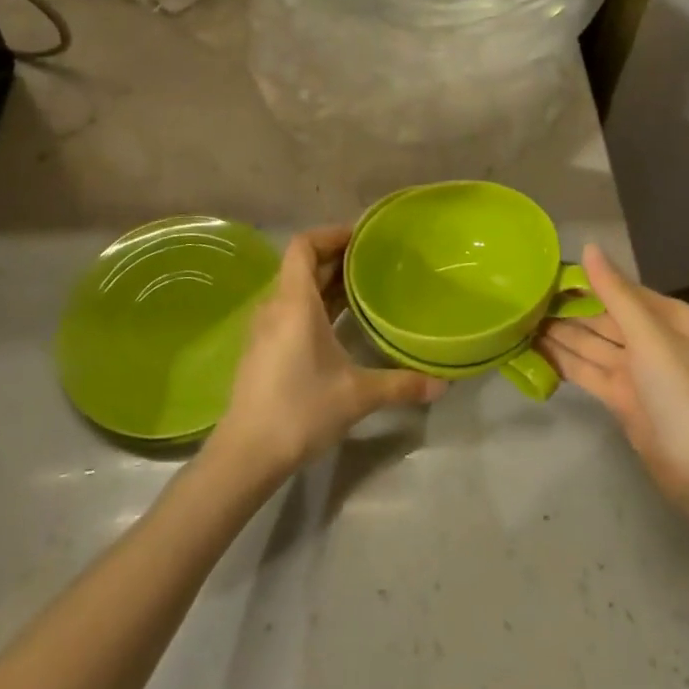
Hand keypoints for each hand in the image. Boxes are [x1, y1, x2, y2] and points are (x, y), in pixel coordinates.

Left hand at [208, 226, 446, 483]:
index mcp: (294, 302)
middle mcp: (275, 306)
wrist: (246, 454)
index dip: (330, 234)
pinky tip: (338, 324)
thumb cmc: (300, 409)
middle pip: (302, 265)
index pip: (303, 245)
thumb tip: (442, 385)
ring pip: (295, 289)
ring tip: (361, 287)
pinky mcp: (262, 350)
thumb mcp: (357, 395)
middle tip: (373, 260)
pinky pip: (290, 311)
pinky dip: (314, 305)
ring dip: (325, 283)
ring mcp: (264, 329)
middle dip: (336, 258)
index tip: (361, 237)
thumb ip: (400, 384)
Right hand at [535, 245, 688, 505]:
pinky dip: (565, 361)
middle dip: (567, 309)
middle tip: (522, 296)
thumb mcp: (650, 336)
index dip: (584, 281)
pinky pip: (590, 371)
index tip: (544, 271)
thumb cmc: (683, 394)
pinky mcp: (624, 400)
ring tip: (520, 318)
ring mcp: (638, 372)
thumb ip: (615, 293)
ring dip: (561, 334)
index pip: (619, 290)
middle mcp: (654, 340)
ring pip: (593, 345)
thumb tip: (588, 247)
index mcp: (669, 318)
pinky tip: (535, 350)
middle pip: (603, 317)